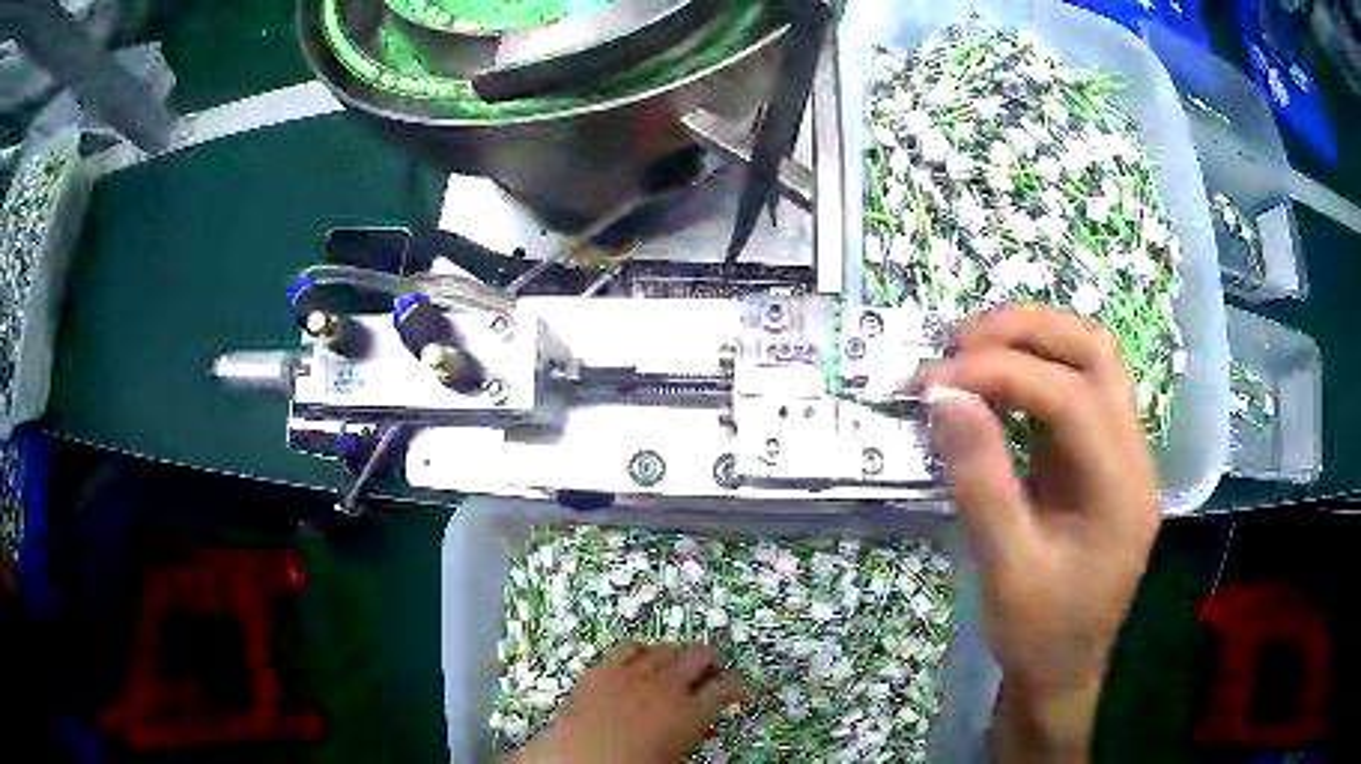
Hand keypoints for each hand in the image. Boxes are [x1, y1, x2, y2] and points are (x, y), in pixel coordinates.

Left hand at [511, 644, 741, 763]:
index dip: (735, 684)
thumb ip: (692, 735)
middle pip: (699, 655)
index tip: (736, 687)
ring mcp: (633, 674)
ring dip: (673, 655)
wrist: (582, 760)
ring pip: (664, 648)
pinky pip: (626, 648)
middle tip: (708, 668)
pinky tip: (638, 658)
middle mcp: (666, 686)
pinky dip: (638, 651)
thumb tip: (700, 727)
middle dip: (708, 660)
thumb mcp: (676, 756)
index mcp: (691, 713)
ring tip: (673, 662)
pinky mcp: (602, 669)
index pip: (727, 687)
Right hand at [916, 306, 1160, 760]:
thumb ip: (980, 480)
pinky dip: (1034, 370)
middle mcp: (1134, 457)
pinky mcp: (1101, 458)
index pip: (1072, 397)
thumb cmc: (1038, 633)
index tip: (937, 381)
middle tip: (958, 345)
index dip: (1004, 374)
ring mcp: (1122, 453)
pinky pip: (1076, 389)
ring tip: (972, 351)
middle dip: (1026, 332)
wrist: (1062, 671)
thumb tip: (944, 395)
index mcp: (1122, 491)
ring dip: (1033, 340)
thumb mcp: (1005, 568)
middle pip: (1096, 353)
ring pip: (1092, 359)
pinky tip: (994, 383)